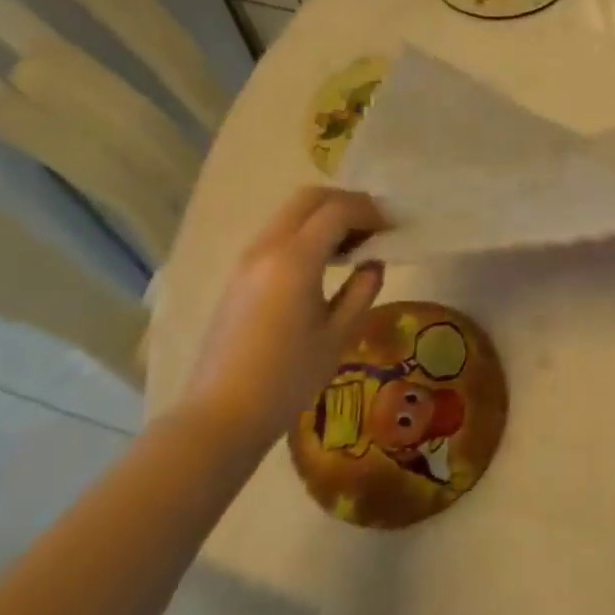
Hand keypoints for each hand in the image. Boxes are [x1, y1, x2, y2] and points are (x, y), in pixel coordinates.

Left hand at [173, 187, 386, 461]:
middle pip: (310, 199)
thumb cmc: (287, 379)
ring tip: (353, 246)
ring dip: (324, 217)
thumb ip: (362, 291)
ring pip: (290, 214)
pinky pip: (277, 234)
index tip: (393, 228)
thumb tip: (374, 263)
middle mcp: (268, 247)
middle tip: (374, 227)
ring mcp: (248, 259)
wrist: (221, 415)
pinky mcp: (239, 275)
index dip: (370, 212)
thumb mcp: (338, 336)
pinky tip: (323, 264)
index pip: (338, 211)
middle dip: (346, 203)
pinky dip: (305, 233)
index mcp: (295, 259)